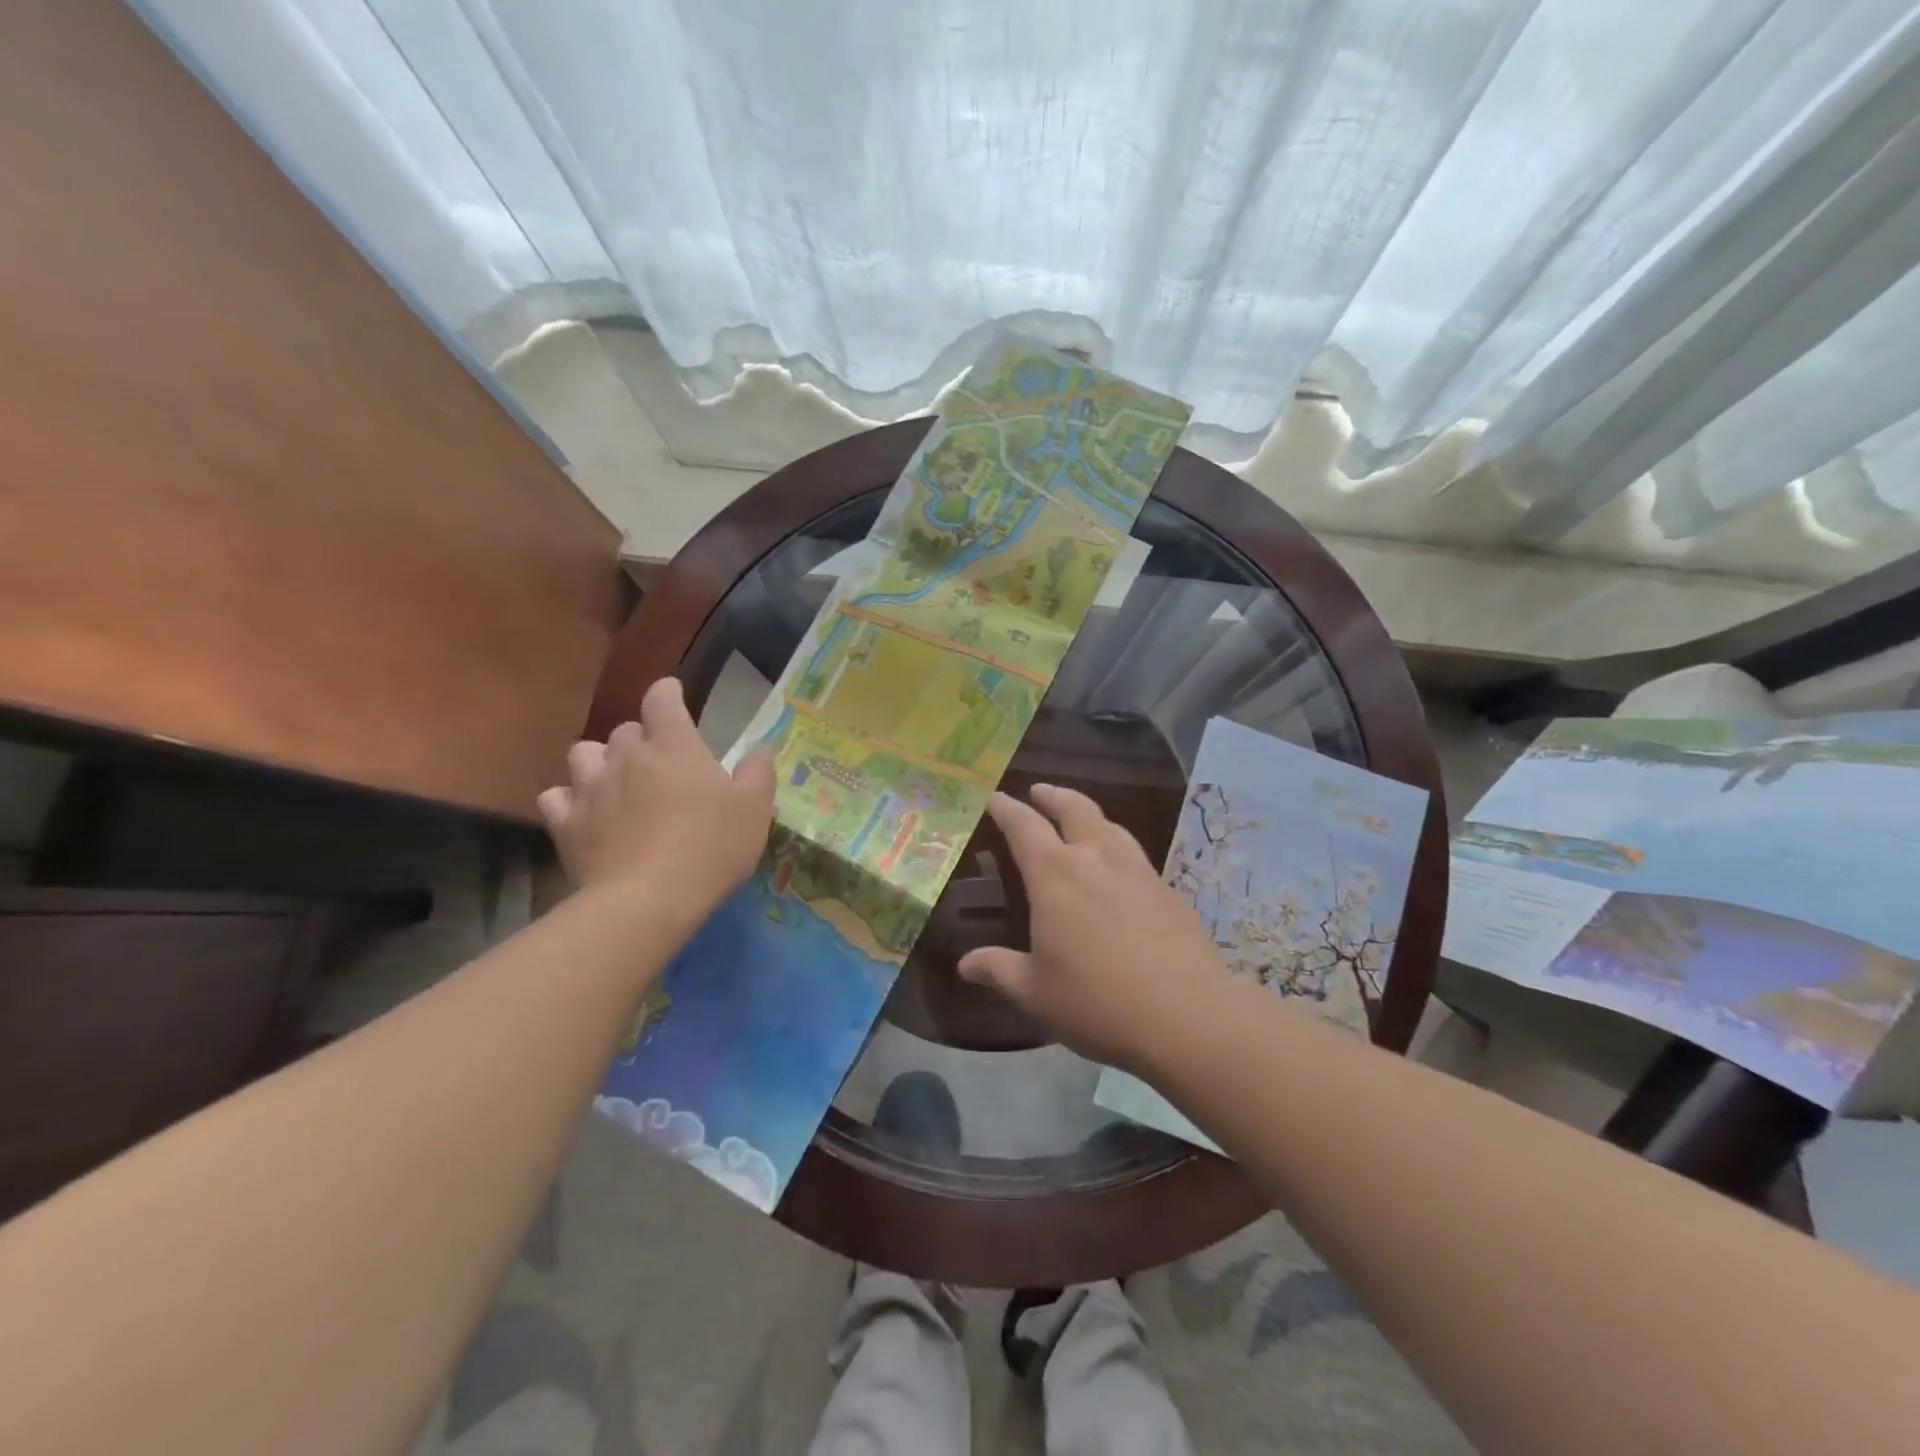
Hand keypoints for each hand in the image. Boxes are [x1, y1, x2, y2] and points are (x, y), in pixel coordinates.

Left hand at [537, 678, 774, 919]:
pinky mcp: (566, 823)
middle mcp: (627, 757)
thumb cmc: (711, 848)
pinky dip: (569, 799)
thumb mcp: (754, 810)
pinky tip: (584, 813)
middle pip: (625, 729)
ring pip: (584, 753)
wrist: (647, 900)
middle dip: (642, 738)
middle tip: (660, 761)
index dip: (667, 692)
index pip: (661, 698)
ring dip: (600, 760)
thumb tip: (761, 748)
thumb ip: (758, 772)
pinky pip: (556, 796)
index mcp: (674, 746)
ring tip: (616, 780)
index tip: (674, 696)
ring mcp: (590, 788)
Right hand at [957, 785, 1230, 1072]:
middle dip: (1054, 796)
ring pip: (1111, 826)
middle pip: (1075, 808)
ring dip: (1090, 816)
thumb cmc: (1096, 1001)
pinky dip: (1118, 849)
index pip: (1024, 827)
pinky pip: (1136, 856)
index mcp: (1056, 875)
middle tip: (1039, 791)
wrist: (1186, 1015)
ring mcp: (1139, 872)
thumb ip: (999, 970)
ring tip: (1081, 821)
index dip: (1007, 809)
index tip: (995, 797)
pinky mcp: (1169, 891)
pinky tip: (1120, 873)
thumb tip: (965, 965)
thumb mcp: (1036, 992)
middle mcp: (1097, 860)